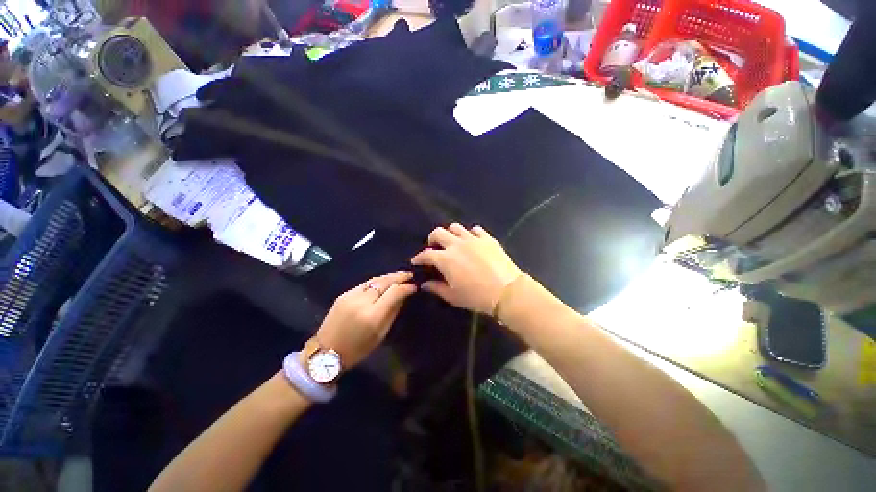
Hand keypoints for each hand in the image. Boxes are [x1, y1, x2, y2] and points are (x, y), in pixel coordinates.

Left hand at [313, 271, 416, 369]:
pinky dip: (377, 281)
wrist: (325, 352)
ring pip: (374, 279)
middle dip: (399, 276)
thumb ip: (393, 312)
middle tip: (409, 274)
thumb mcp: (380, 334)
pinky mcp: (343, 294)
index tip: (414, 286)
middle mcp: (362, 301)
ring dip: (389, 276)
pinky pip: (365, 283)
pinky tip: (383, 281)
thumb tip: (403, 296)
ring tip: (399, 275)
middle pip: (384, 281)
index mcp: (372, 315)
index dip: (406, 287)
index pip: (394, 292)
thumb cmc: (357, 349)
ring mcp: (350, 295)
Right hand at [411, 224, 521, 315]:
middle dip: (432, 239)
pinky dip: (470, 233)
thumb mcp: (453, 296)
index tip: (416, 261)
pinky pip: (475, 229)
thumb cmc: (476, 296)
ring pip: (456, 227)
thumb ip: (436, 288)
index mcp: (445, 259)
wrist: (506, 291)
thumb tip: (425, 284)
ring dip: (450, 233)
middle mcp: (456, 245)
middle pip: (438, 233)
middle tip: (434, 247)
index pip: (426, 254)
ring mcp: (472, 239)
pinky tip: (471, 241)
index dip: (419, 257)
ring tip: (453, 242)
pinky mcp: (487, 238)